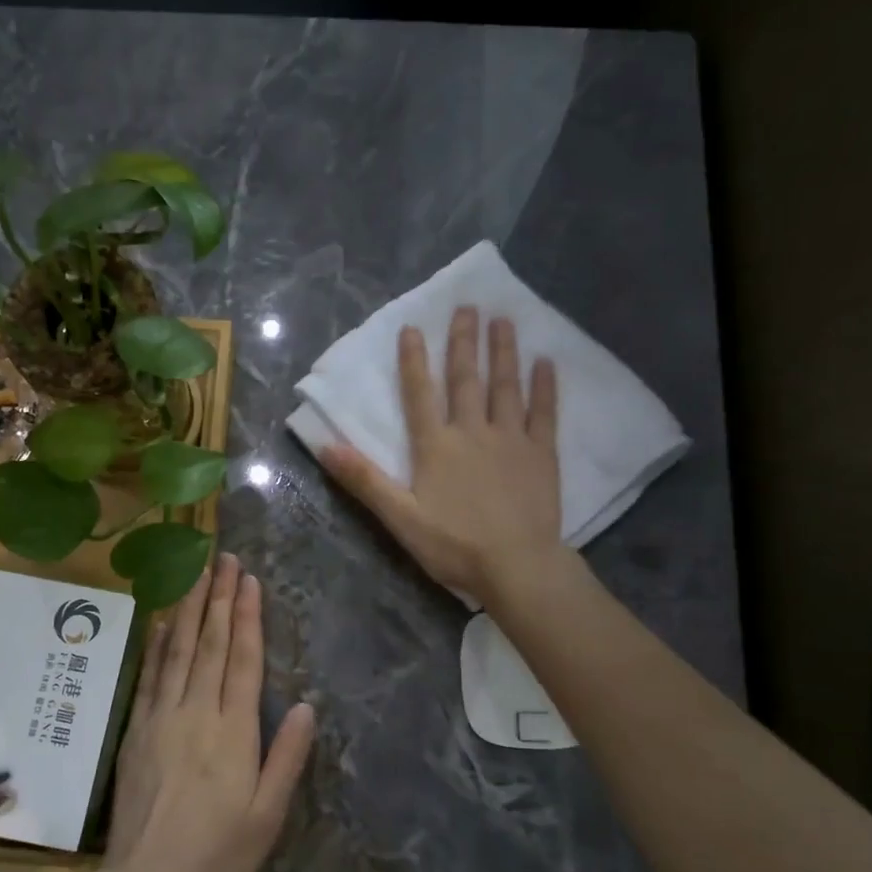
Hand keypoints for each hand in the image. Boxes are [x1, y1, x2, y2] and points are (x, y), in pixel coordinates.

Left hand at [101, 554, 315, 871]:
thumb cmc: (217, 856)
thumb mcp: (267, 817)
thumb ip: (286, 758)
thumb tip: (305, 706)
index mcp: (233, 733)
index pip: (242, 661)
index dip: (247, 617)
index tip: (249, 581)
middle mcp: (196, 713)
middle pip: (209, 644)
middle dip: (219, 598)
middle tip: (224, 558)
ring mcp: (161, 718)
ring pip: (176, 650)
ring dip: (187, 608)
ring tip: (195, 573)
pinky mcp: (136, 731)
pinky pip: (148, 676)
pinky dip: (155, 644)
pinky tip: (160, 621)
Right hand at [322, 306, 562, 599]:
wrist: (516, 565)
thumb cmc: (453, 545)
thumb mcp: (400, 517)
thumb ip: (365, 480)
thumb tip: (326, 446)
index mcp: (436, 446)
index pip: (420, 394)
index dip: (414, 361)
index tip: (413, 328)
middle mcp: (473, 432)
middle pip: (466, 379)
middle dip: (464, 342)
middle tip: (468, 306)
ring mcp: (511, 439)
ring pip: (505, 386)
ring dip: (503, 352)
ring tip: (503, 320)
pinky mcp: (542, 454)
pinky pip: (544, 413)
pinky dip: (544, 387)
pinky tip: (546, 362)